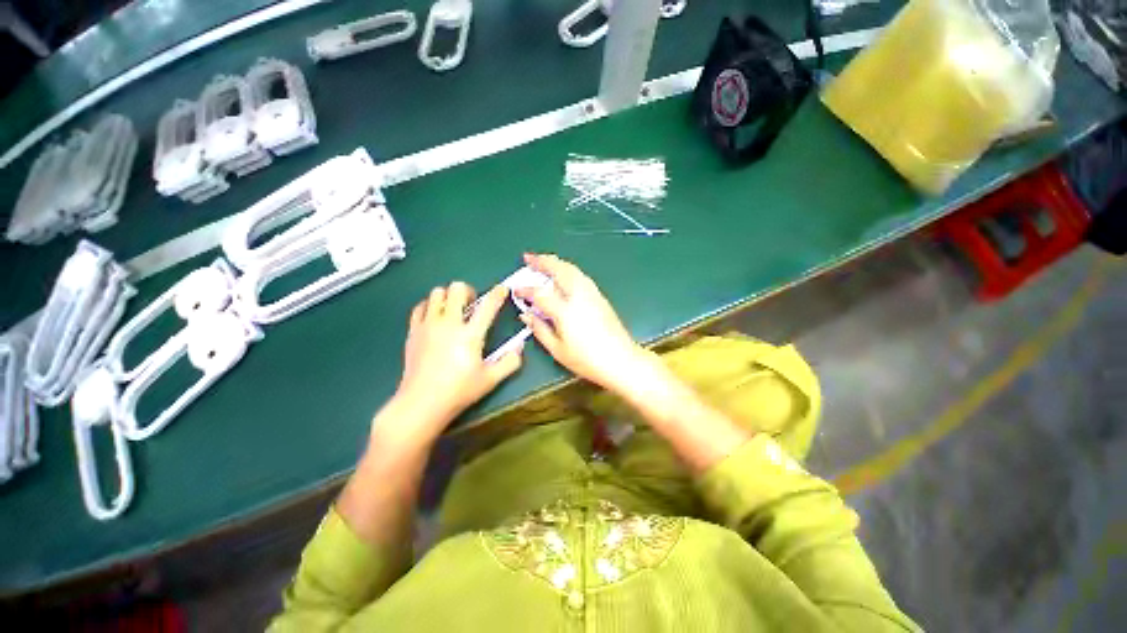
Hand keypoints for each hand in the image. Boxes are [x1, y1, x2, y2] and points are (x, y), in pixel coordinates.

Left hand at [389, 282, 522, 439]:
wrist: (421, 403)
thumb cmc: (459, 391)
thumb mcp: (491, 379)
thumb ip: (510, 362)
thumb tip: (520, 347)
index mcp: (471, 335)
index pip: (488, 306)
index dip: (498, 294)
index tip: (502, 289)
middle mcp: (449, 324)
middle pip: (457, 289)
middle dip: (468, 291)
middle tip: (472, 305)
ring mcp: (428, 325)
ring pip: (437, 293)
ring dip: (448, 297)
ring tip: (453, 311)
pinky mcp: (413, 331)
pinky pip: (420, 307)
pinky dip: (429, 307)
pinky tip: (435, 318)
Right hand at [515, 253, 649, 391]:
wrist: (621, 360)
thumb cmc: (587, 360)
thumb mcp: (558, 350)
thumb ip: (540, 329)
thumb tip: (526, 315)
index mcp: (565, 311)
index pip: (540, 293)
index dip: (526, 290)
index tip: (516, 289)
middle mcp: (579, 296)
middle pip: (559, 270)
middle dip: (542, 261)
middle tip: (528, 257)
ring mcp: (592, 294)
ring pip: (572, 269)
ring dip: (556, 262)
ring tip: (544, 261)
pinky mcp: (600, 296)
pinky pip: (581, 275)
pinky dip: (568, 269)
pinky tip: (564, 274)